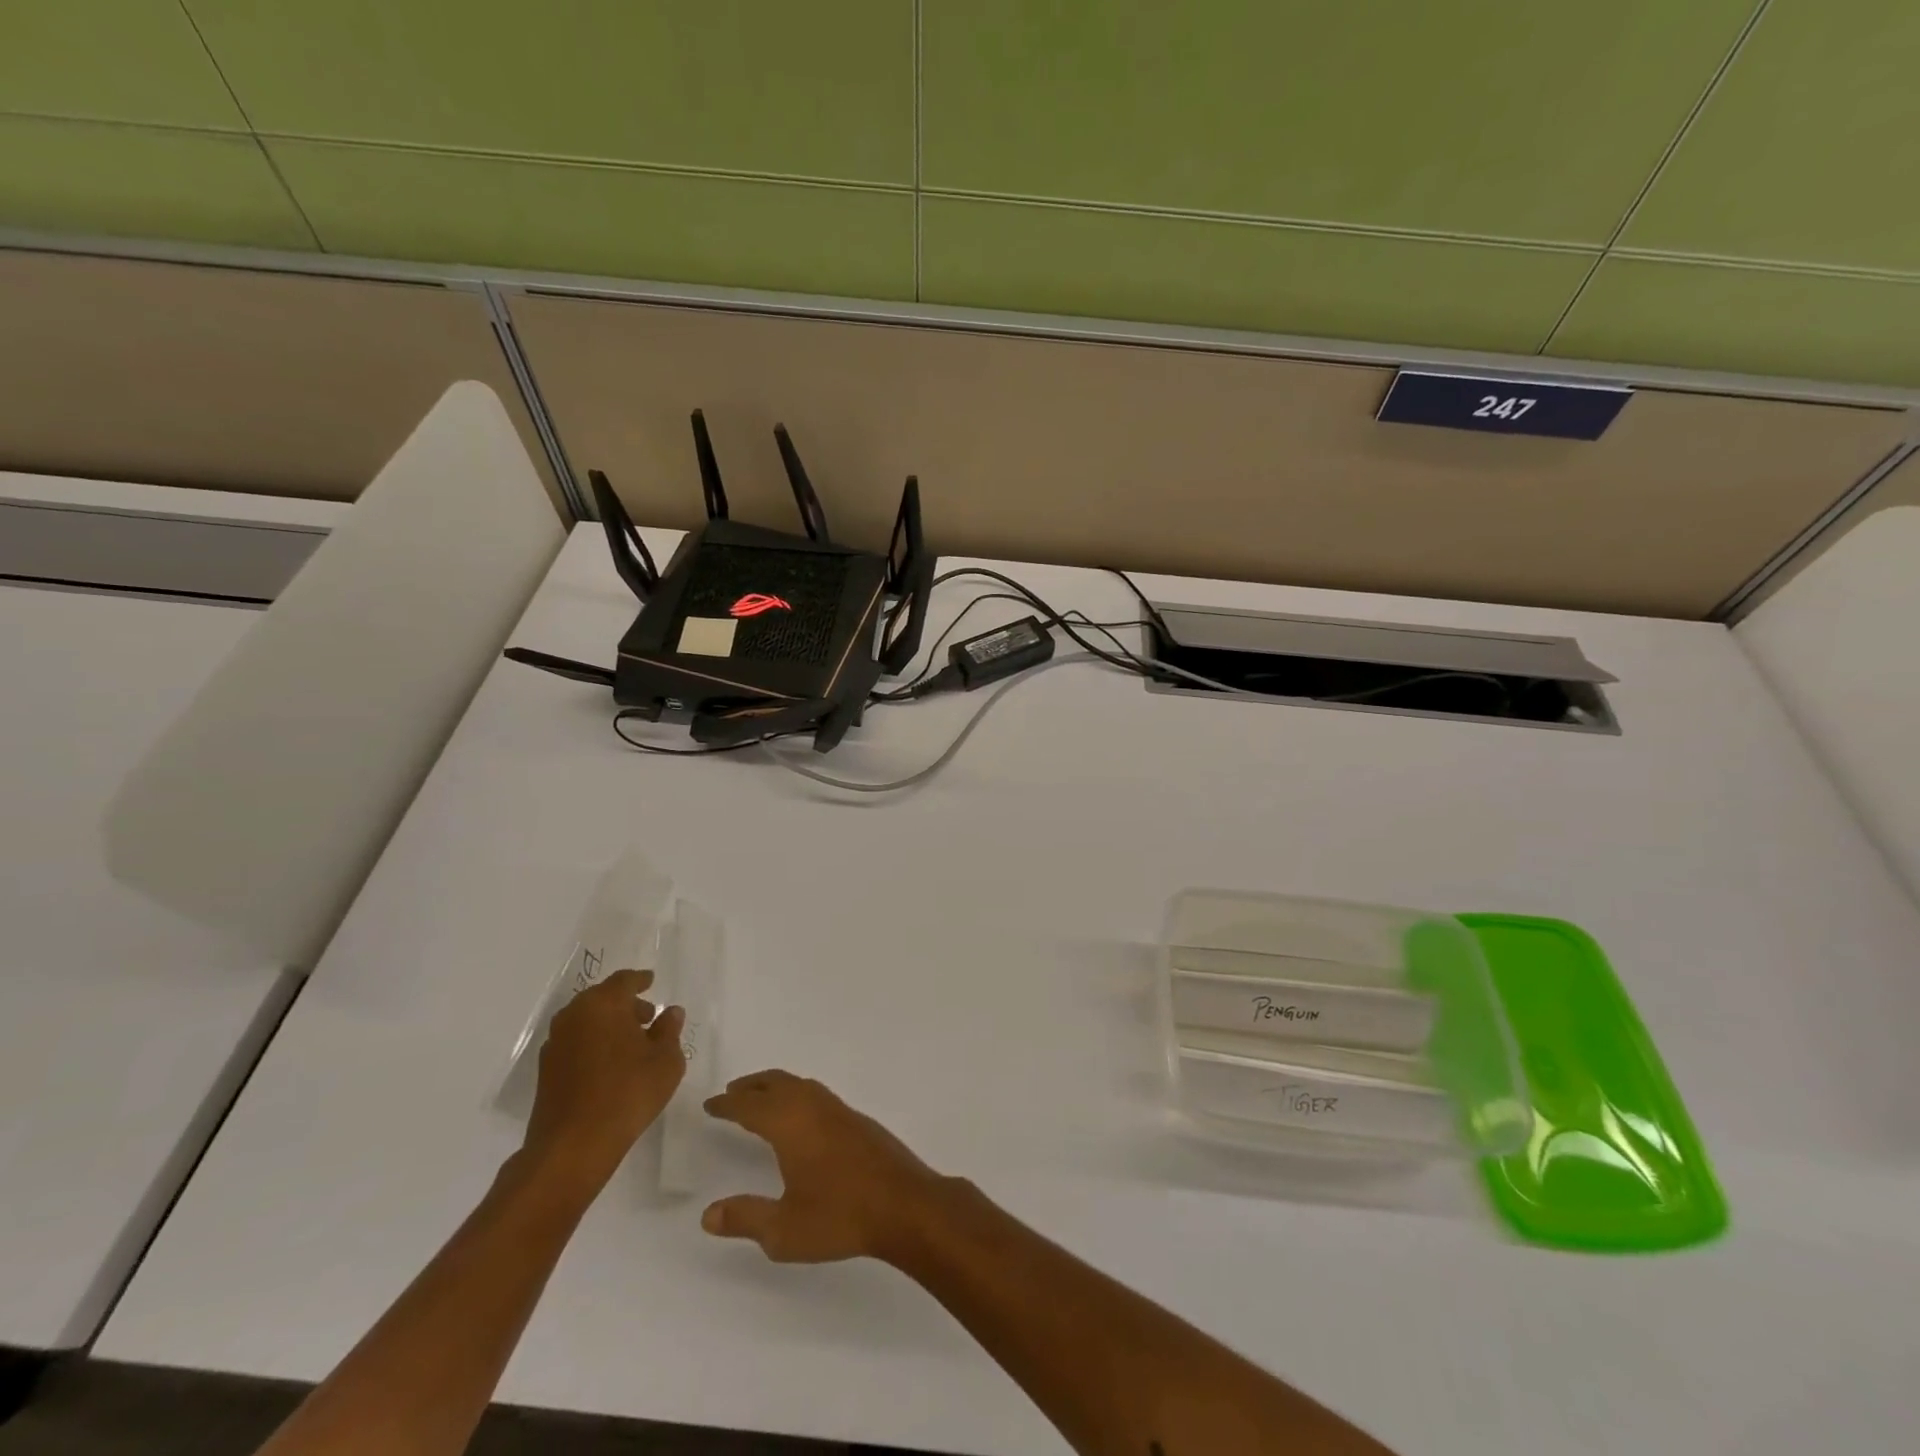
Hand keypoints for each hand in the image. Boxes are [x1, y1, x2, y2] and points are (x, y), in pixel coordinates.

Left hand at [522, 969, 685, 1195]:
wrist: (572, 1147)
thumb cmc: (628, 1093)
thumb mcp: (665, 1059)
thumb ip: (669, 1030)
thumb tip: (670, 1012)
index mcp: (603, 1004)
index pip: (624, 980)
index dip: (641, 980)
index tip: (651, 981)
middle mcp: (574, 1016)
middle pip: (602, 998)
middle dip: (625, 1004)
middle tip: (648, 1017)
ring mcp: (555, 1043)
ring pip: (587, 1021)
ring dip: (608, 1025)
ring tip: (631, 1044)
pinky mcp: (546, 1070)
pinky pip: (576, 1043)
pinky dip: (593, 1044)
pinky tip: (610, 1064)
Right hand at [701, 1070, 948, 1264]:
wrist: (903, 1204)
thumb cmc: (840, 1217)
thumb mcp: (784, 1230)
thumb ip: (745, 1218)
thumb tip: (708, 1214)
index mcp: (791, 1125)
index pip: (751, 1106)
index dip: (728, 1104)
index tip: (711, 1105)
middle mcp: (814, 1108)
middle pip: (777, 1084)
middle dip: (751, 1086)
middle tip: (731, 1093)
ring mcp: (839, 1111)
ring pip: (800, 1085)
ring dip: (776, 1086)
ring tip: (761, 1100)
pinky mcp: (857, 1120)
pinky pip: (818, 1094)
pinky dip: (798, 1094)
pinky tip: (801, 1116)